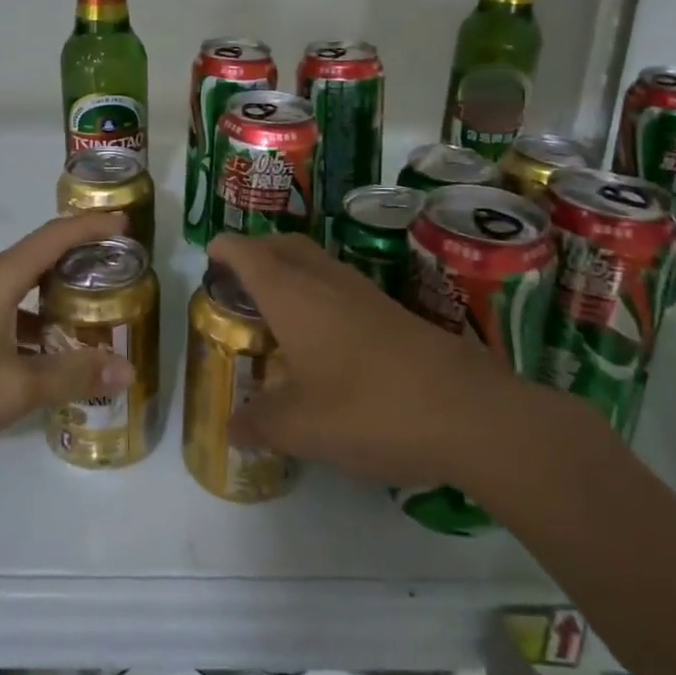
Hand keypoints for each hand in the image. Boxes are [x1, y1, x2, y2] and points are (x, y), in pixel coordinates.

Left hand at [0, 214, 136, 476]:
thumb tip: (126, 369)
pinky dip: (28, 323)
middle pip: (38, 258)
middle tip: (117, 275)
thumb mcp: (14, 387)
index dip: (91, 226)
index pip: (54, 237)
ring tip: (89, 318)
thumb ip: (71, 375)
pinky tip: (40, 356)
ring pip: (18, 289)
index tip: (125, 223)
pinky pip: (0, 312)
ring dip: (52, 298)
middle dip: (78, 262)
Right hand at [208, 232, 563, 494]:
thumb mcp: (301, 426)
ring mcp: (363, 293)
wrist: (466, 411)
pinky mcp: (391, 312)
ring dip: (290, 271)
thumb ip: (260, 423)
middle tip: (237, 278)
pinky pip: (339, 286)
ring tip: (274, 307)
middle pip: (284, 246)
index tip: (209, 256)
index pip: (249, 254)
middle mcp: (325, 281)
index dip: (226, 250)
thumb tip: (232, 428)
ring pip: (316, 262)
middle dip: (257, 251)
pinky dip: (317, 293)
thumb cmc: (368, 407)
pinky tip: (321, 336)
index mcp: (292, 294)